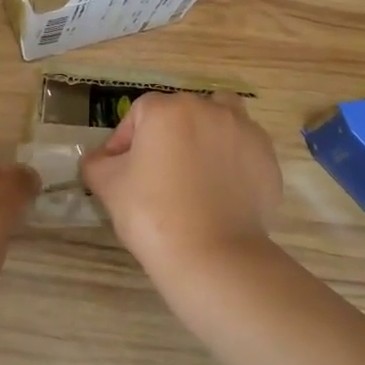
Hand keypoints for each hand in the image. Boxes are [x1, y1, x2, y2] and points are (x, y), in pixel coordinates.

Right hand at [81, 93, 282, 297]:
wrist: (212, 255)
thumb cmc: (152, 214)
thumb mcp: (108, 186)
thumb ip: (97, 163)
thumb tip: (100, 160)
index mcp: (168, 110)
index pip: (138, 114)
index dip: (124, 141)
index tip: (120, 172)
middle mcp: (209, 110)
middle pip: (180, 113)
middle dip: (165, 137)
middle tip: (156, 175)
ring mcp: (244, 132)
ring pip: (220, 120)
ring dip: (206, 135)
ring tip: (196, 171)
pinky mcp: (267, 159)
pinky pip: (243, 150)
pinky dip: (232, 162)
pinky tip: (221, 192)